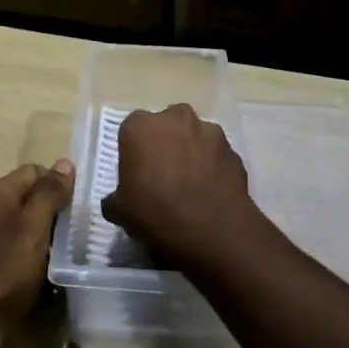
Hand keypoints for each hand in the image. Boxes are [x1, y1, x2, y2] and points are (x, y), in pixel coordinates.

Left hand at [0, 160, 74, 329]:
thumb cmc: (8, 270)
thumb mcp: (35, 227)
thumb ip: (49, 193)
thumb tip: (64, 162)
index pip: (32, 170)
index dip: (56, 183)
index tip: (73, 206)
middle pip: (21, 197)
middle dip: (46, 209)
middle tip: (68, 231)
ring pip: (11, 222)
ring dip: (33, 231)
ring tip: (52, 251)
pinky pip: (1, 245)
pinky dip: (17, 250)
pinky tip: (27, 269)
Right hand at [101, 104, 257, 264]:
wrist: (211, 229)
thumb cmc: (155, 212)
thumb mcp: (119, 211)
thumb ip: (115, 198)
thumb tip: (116, 201)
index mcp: (140, 126)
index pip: (131, 131)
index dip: (134, 152)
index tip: (136, 175)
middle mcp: (175, 118)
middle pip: (166, 126)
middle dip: (164, 145)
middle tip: (163, 176)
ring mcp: (209, 131)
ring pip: (194, 137)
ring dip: (191, 153)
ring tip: (190, 185)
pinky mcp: (233, 150)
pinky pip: (215, 156)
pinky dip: (212, 167)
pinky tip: (209, 192)